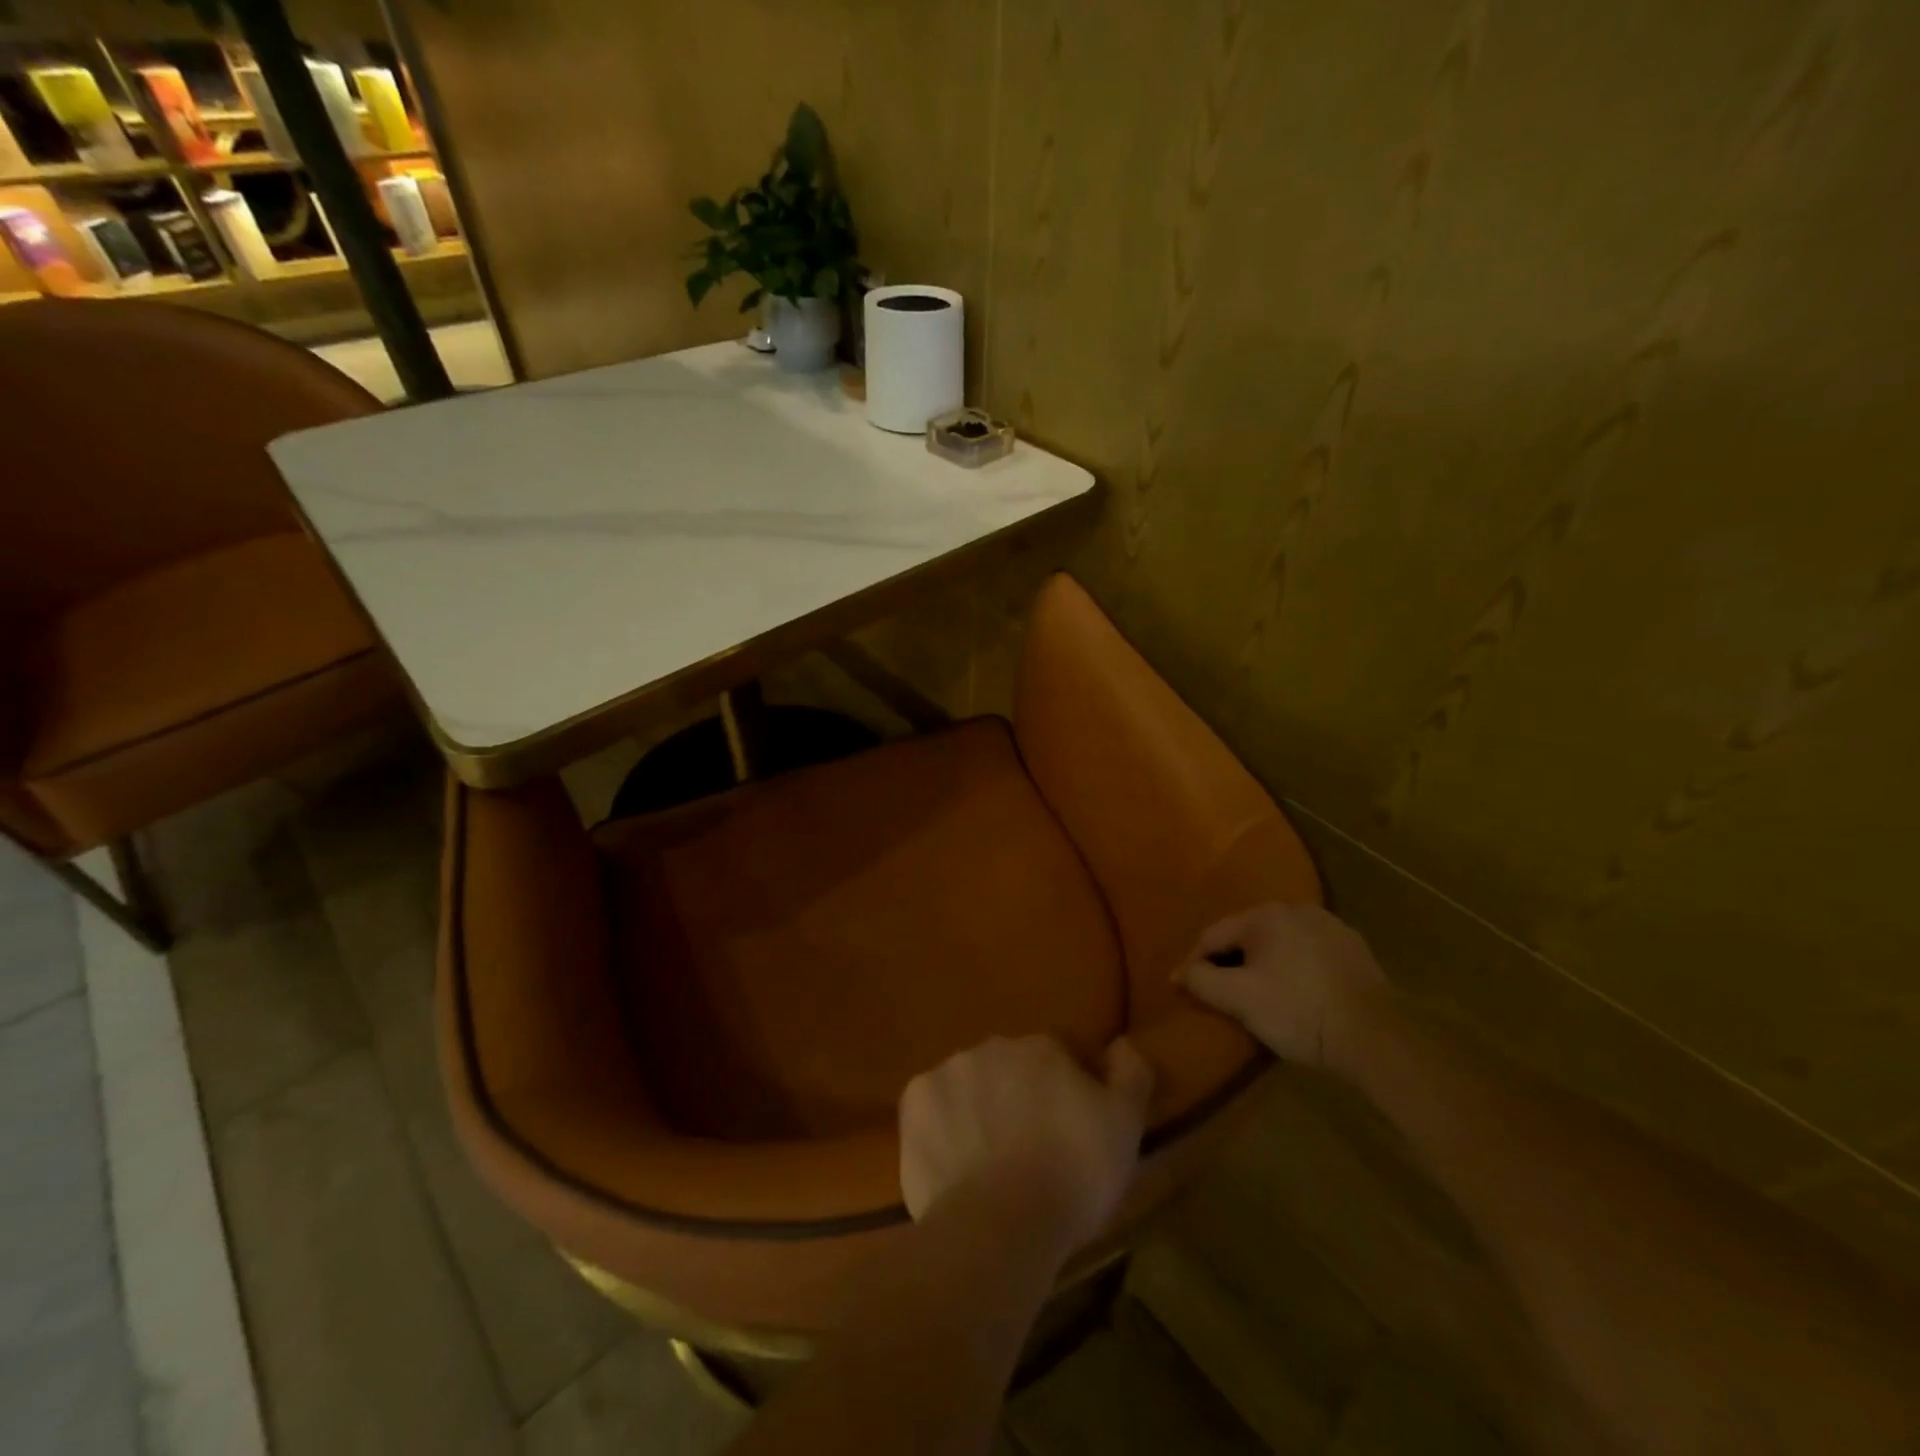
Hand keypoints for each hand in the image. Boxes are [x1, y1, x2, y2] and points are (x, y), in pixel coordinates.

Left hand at [899, 1035, 1154, 1254]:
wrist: (999, 1226)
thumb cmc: (1072, 1174)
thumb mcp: (1125, 1125)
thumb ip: (1130, 1073)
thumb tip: (1123, 1043)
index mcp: (1042, 1046)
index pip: (1062, 1054)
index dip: (1072, 1088)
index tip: (1075, 1127)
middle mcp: (993, 1046)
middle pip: (1014, 1067)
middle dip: (1023, 1095)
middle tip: (1033, 1147)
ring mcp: (948, 1071)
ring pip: (972, 1084)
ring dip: (982, 1107)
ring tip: (992, 1161)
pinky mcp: (914, 1102)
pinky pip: (935, 1108)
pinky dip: (944, 1126)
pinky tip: (957, 1163)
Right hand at [1178, 903, 1386, 1068]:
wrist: (1378, 1036)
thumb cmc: (1299, 1011)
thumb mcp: (1240, 999)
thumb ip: (1202, 981)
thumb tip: (1180, 973)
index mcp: (1264, 915)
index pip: (1213, 935)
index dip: (1194, 962)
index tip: (1182, 987)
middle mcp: (1296, 909)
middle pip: (1247, 935)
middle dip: (1229, 960)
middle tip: (1219, 991)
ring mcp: (1329, 926)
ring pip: (1279, 943)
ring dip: (1263, 963)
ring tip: (1256, 993)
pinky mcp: (1354, 949)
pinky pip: (1307, 953)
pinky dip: (1293, 968)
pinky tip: (1296, 993)